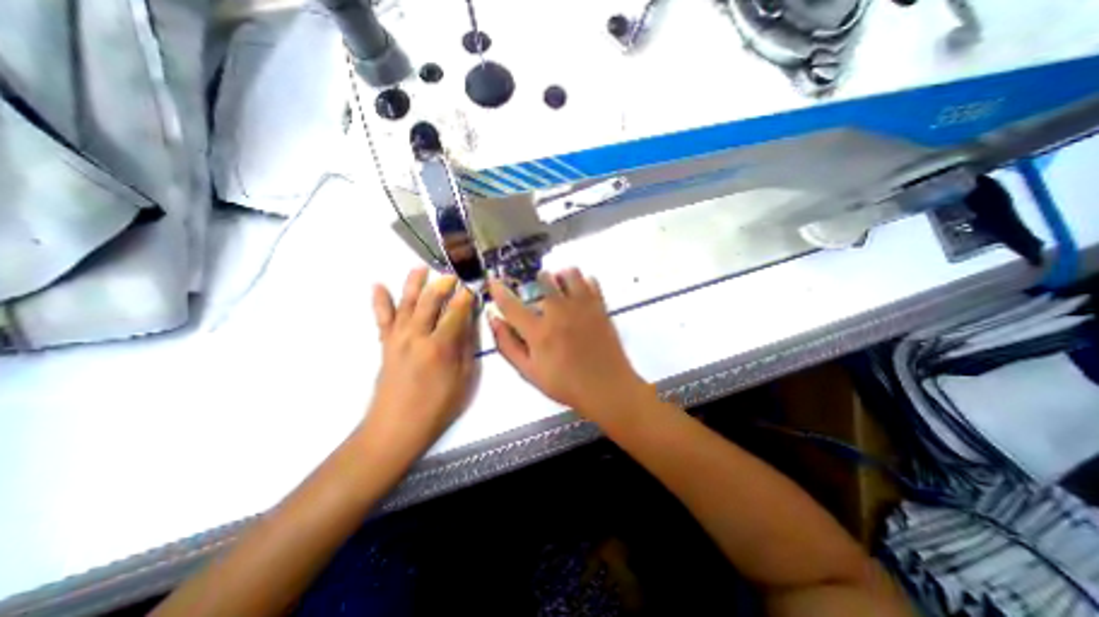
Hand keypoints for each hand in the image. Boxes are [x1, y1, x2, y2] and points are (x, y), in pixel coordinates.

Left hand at [365, 267, 478, 464]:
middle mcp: (416, 336)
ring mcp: (397, 338)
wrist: (396, 428)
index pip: (456, 312)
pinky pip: (382, 318)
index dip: (465, 297)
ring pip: (406, 303)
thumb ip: (466, 347)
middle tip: (451, 274)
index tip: (473, 286)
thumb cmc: (437, 407)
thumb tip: (469, 322)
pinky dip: (380, 301)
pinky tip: (378, 285)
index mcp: (440, 346)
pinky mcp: (385, 345)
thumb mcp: (463, 379)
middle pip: (429, 301)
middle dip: (442, 284)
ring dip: (413, 284)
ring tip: (419, 267)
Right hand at [490, 267, 650, 420]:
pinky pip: (591, 280)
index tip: (493, 281)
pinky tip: (578, 296)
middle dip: (535, 283)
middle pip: (543, 278)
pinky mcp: (600, 306)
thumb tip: (494, 319)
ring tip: (560, 291)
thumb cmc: (565, 384)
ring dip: (560, 278)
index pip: (511, 304)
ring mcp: (583, 306)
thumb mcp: (529, 372)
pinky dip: (582, 283)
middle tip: (539, 296)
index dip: (498, 290)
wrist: (607, 387)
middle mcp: (559, 312)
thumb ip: (508, 345)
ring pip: (569, 273)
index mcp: (539, 331)